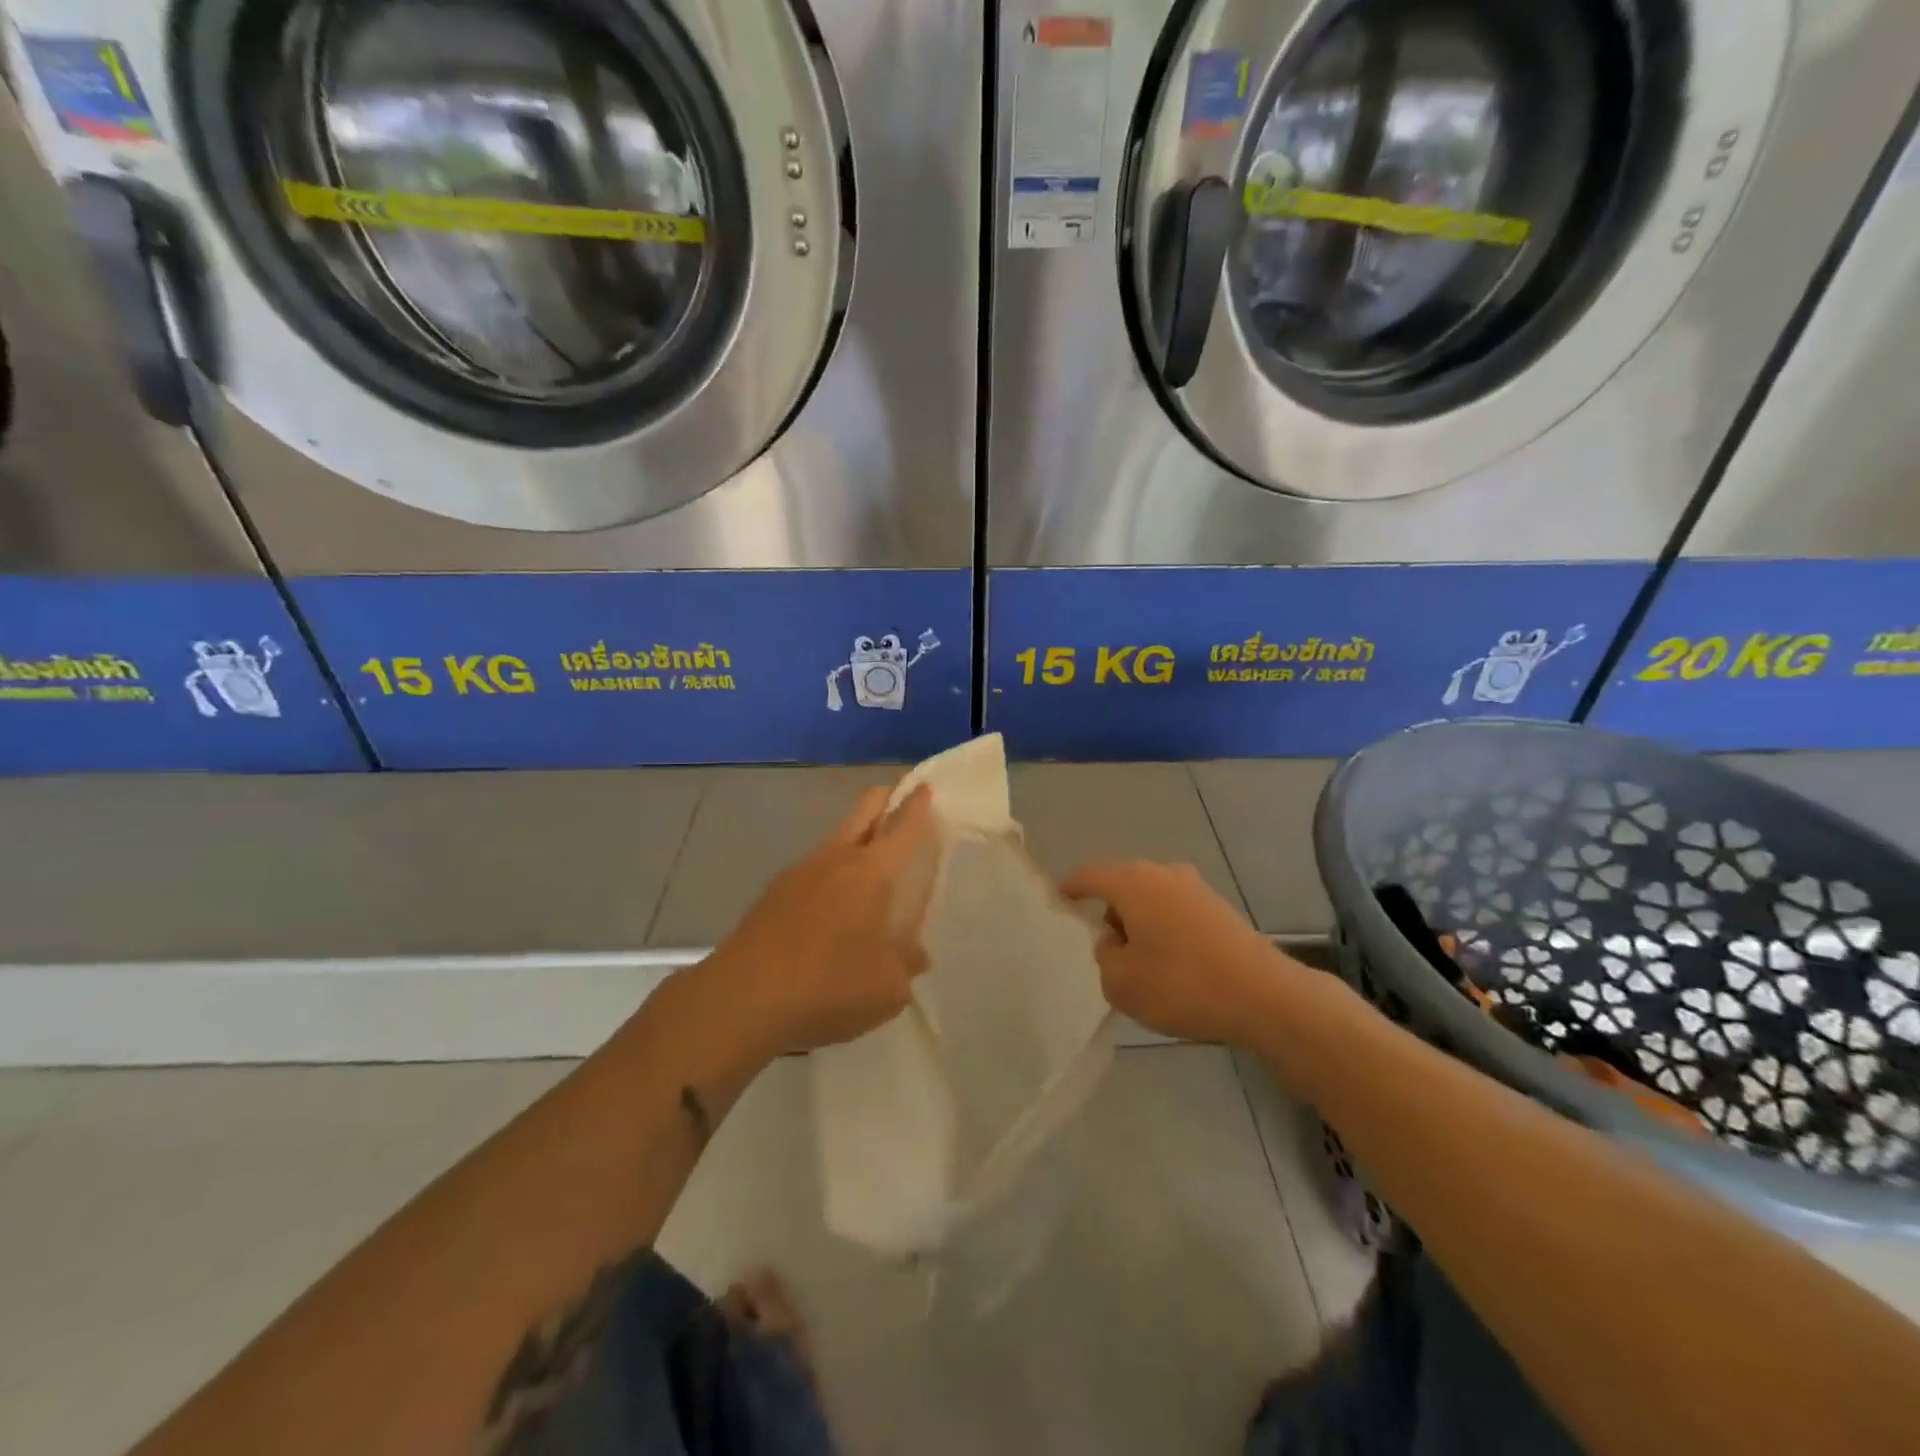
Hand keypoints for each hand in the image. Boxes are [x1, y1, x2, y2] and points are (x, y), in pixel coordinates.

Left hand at [709, 784, 938, 1055]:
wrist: (740, 1001)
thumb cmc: (827, 988)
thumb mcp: (886, 989)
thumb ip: (906, 964)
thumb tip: (915, 954)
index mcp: (870, 873)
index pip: (902, 826)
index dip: (917, 804)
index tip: (926, 787)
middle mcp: (836, 859)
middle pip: (864, 809)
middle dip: (886, 799)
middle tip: (903, 803)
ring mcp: (799, 872)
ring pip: (837, 838)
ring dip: (858, 838)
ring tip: (872, 868)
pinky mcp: (773, 893)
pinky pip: (814, 868)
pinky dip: (832, 872)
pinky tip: (834, 906)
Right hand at [1062, 860, 1285, 1044]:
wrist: (1264, 996)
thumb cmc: (1182, 985)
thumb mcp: (1121, 982)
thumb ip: (1104, 956)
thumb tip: (1115, 941)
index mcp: (1132, 883)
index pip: (1089, 876)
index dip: (1070, 888)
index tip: (1058, 899)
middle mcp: (1163, 873)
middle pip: (1122, 885)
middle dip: (1109, 911)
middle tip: (1103, 946)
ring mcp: (1195, 888)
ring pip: (1151, 898)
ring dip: (1139, 922)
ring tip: (1140, 961)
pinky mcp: (1219, 908)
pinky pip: (1175, 911)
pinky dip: (1164, 929)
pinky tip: (1171, 963)